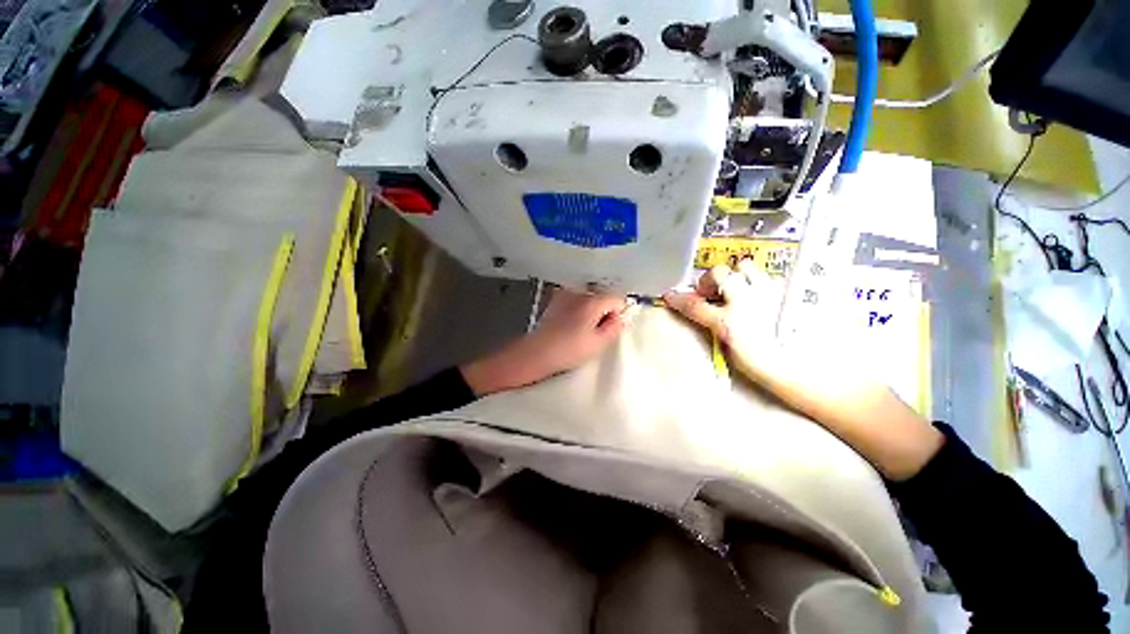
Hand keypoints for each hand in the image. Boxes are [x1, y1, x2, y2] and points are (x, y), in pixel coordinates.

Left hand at [461, 289, 628, 396]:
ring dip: (590, 310)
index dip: (618, 315)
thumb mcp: (599, 343)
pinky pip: (576, 300)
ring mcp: (565, 294)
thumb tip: (620, 317)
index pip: (618, 299)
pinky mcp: (556, 300)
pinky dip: (578, 309)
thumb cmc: (569, 349)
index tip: (610, 329)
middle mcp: (579, 292)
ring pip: (589, 298)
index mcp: (593, 301)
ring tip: (581, 329)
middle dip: (604, 311)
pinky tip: (571, 325)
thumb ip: (615, 327)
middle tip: (595, 332)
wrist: (538, 352)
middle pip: (603, 296)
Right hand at [664, 260, 942, 480]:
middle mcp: (750, 302)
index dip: (678, 300)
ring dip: (734, 276)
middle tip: (709, 296)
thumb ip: (721, 334)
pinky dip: (757, 280)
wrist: (833, 381)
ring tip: (736, 292)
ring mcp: (774, 293)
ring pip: (746, 266)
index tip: (668, 296)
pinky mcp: (795, 292)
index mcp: (732, 324)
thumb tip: (710, 320)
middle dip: (707, 281)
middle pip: (719, 273)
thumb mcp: (740, 360)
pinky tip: (761, 296)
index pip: (695, 305)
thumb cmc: (782, 379)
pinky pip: (769, 275)